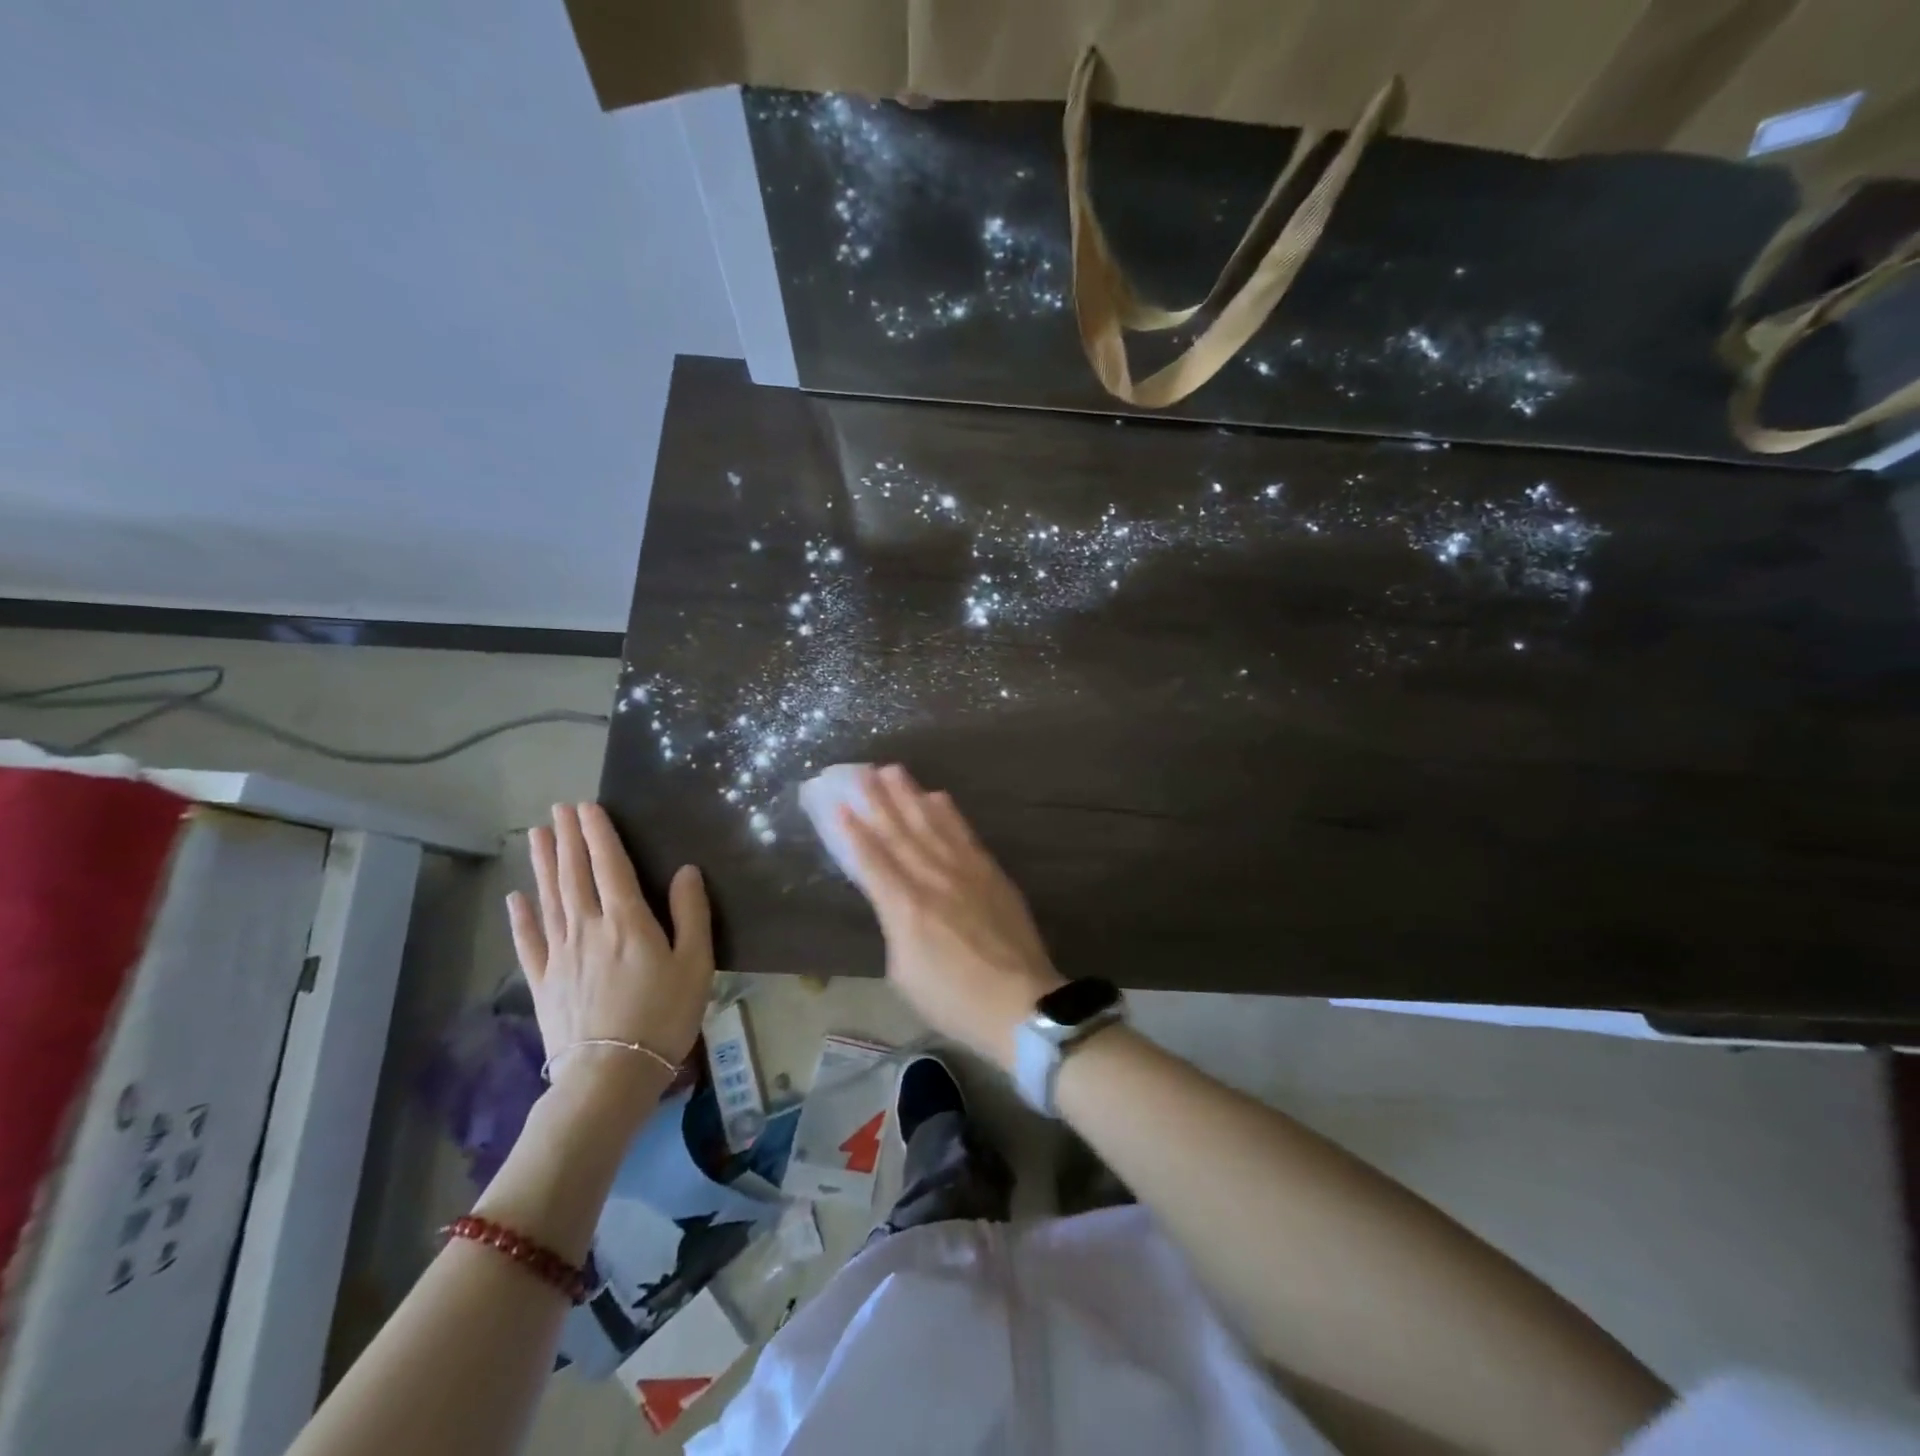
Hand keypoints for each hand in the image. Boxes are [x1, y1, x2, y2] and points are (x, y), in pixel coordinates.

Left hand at [506, 803, 714, 1090]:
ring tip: (536, 835)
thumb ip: (691, 913)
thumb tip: (685, 870)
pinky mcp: (543, 982)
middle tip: (558, 808)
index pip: (609, 865)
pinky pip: (529, 942)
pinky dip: (521, 917)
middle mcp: (587, 927)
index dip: (598, 833)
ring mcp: (560, 954)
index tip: (586, 806)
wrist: (610, 1074)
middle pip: (574, 874)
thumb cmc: (663, 1016)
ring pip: (549, 898)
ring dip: (542, 864)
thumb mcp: (695, 963)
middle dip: (567, 838)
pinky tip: (515, 897)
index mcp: (626, 920)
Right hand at [839, 766, 1063, 1069]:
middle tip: (862, 772)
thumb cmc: (953, 1000)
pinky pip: (964, 834)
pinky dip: (949, 813)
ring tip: (893, 771)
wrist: (1019, 1002)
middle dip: (878, 800)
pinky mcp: (990, 872)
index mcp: (905, 908)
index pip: (872, 861)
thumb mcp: (905, 974)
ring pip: (931, 825)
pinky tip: (938, 797)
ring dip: (910, 796)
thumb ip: (895, 929)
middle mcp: (932, 879)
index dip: (852, 831)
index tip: (838, 804)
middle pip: (900, 833)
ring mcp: (965, 872)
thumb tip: (896, 904)